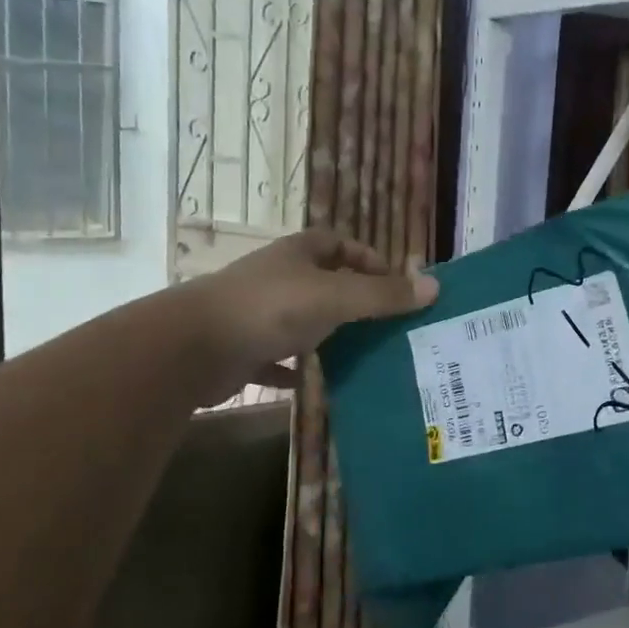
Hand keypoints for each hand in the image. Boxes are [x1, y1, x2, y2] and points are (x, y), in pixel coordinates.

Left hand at [179, 230, 437, 401]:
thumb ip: (384, 295)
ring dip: (325, 334)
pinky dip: (294, 369)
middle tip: (385, 323)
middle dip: (351, 299)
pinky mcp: (241, 349)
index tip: (392, 281)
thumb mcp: (336, 297)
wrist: (193, 347)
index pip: (337, 243)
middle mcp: (276, 278)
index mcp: (297, 254)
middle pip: (321, 281)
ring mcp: (255, 313)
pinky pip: (276, 358)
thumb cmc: (270, 308)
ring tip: (360, 355)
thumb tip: (435, 287)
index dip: (366, 257)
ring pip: (300, 320)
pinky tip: (314, 385)